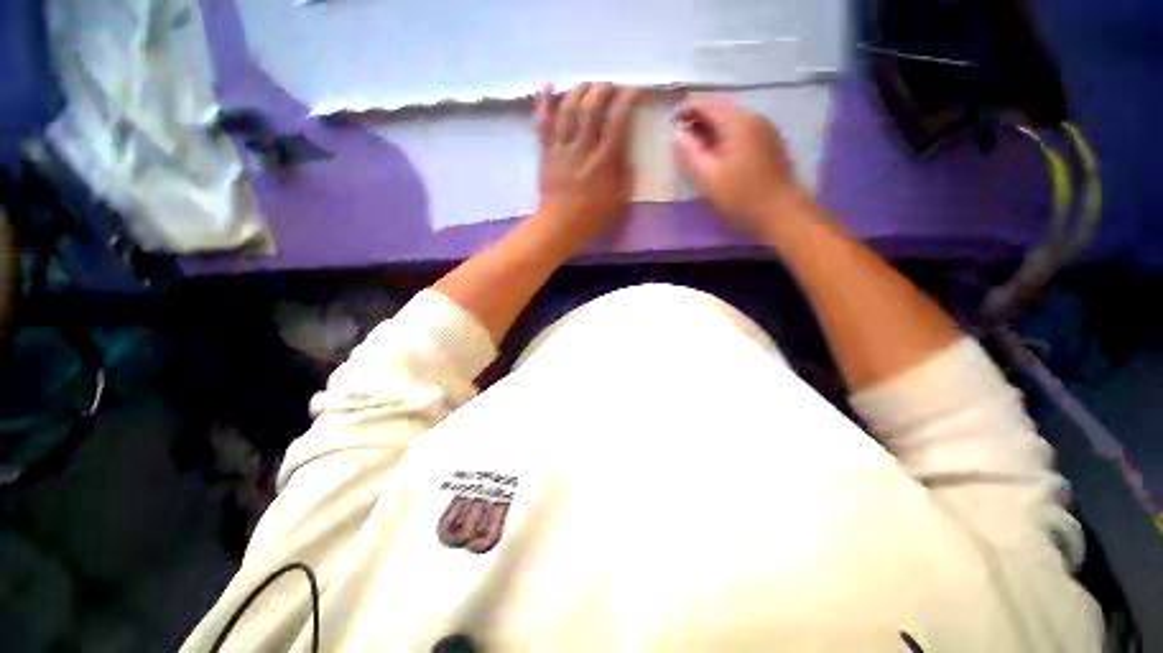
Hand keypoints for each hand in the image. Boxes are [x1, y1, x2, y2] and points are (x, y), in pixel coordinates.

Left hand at [533, 84, 643, 243]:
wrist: (559, 226)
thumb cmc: (591, 217)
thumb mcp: (619, 201)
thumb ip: (626, 176)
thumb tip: (629, 154)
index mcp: (604, 161)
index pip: (618, 120)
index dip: (628, 98)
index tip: (636, 89)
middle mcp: (582, 148)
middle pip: (591, 107)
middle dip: (603, 89)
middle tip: (610, 87)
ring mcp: (561, 148)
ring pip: (568, 109)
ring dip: (579, 90)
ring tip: (587, 85)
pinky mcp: (546, 152)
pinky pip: (543, 123)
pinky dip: (543, 102)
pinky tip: (547, 84)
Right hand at [672, 99, 803, 232]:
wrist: (780, 212)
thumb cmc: (741, 196)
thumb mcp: (708, 176)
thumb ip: (690, 153)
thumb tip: (676, 135)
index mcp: (738, 122)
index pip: (708, 105)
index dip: (686, 111)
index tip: (670, 124)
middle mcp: (754, 118)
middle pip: (721, 111)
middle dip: (698, 121)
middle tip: (681, 138)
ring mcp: (765, 130)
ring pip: (732, 121)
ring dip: (711, 130)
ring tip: (695, 148)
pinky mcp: (770, 143)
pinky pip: (742, 132)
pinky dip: (725, 137)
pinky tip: (717, 154)